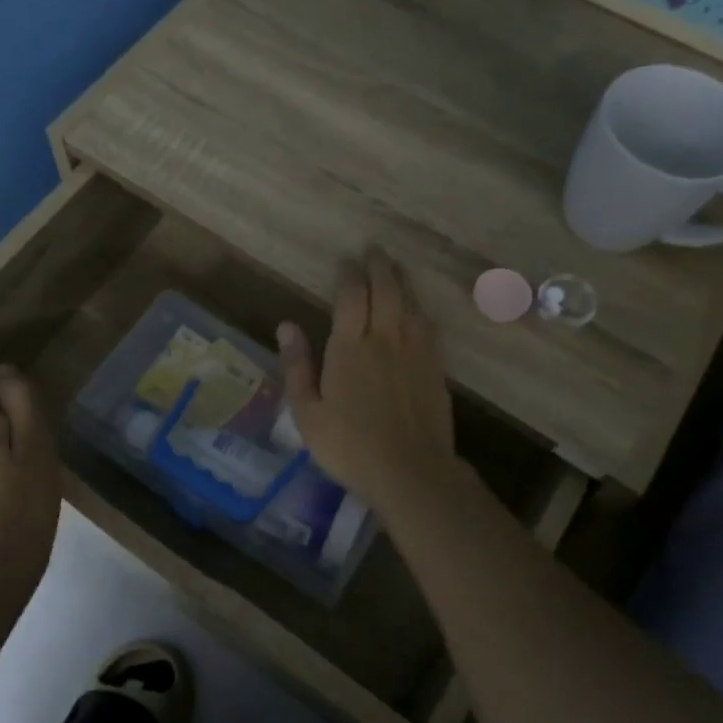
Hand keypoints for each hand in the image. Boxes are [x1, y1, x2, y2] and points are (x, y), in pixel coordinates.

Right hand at [277, 248, 459, 511]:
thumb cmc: (349, 446)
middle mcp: (385, 339)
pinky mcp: (436, 368)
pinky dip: (420, 309)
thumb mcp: (308, 413)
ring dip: (402, 282)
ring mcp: (415, 351)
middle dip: (379, 267)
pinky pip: (428, 326)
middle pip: (386, 290)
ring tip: (395, 270)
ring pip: (410, 303)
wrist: (411, 471)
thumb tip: (286, 325)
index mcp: (350, 347)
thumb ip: (297, 366)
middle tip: (375, 251)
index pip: (352, 295)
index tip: (346, 261)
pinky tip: (417, 310)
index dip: (349, 274)